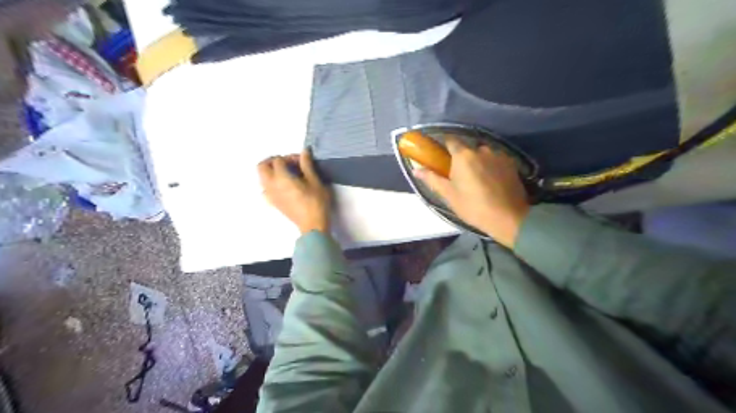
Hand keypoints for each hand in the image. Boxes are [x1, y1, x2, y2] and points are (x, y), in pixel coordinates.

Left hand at [257, 148, 330, 233]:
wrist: (312, 224)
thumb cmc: (316, 202)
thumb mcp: (315, 181)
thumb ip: (307, 165)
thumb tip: (304, 151)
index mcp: (281, 178)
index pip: (278, 160)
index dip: (289, 157)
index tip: (301, 161)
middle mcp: (271, 185)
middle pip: (262, 166)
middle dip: (273, 161)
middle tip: (288, 163)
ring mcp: (270, 195)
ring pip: (262, 178)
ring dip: (270, 171)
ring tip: (286, 174)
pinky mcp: (273, 203)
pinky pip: (265, 189)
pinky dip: (270, 183)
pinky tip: (283, 186)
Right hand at [413, 137, 528, 246]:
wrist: (508, 218)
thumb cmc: (473, 207)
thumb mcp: (449, 195)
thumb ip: (432, 178)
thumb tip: (415, 169)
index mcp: (463, 155)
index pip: (450, 140)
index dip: (444, 145)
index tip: (441, 155)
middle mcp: (481, 149)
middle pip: (467, 148)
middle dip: (462, 158)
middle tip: (459, 175)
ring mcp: (499, 155)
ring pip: (483, 154)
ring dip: (478, 161)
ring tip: (478, 180)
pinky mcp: (512, 163)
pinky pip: (496, 159)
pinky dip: (491, 166)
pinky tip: (492, 181)